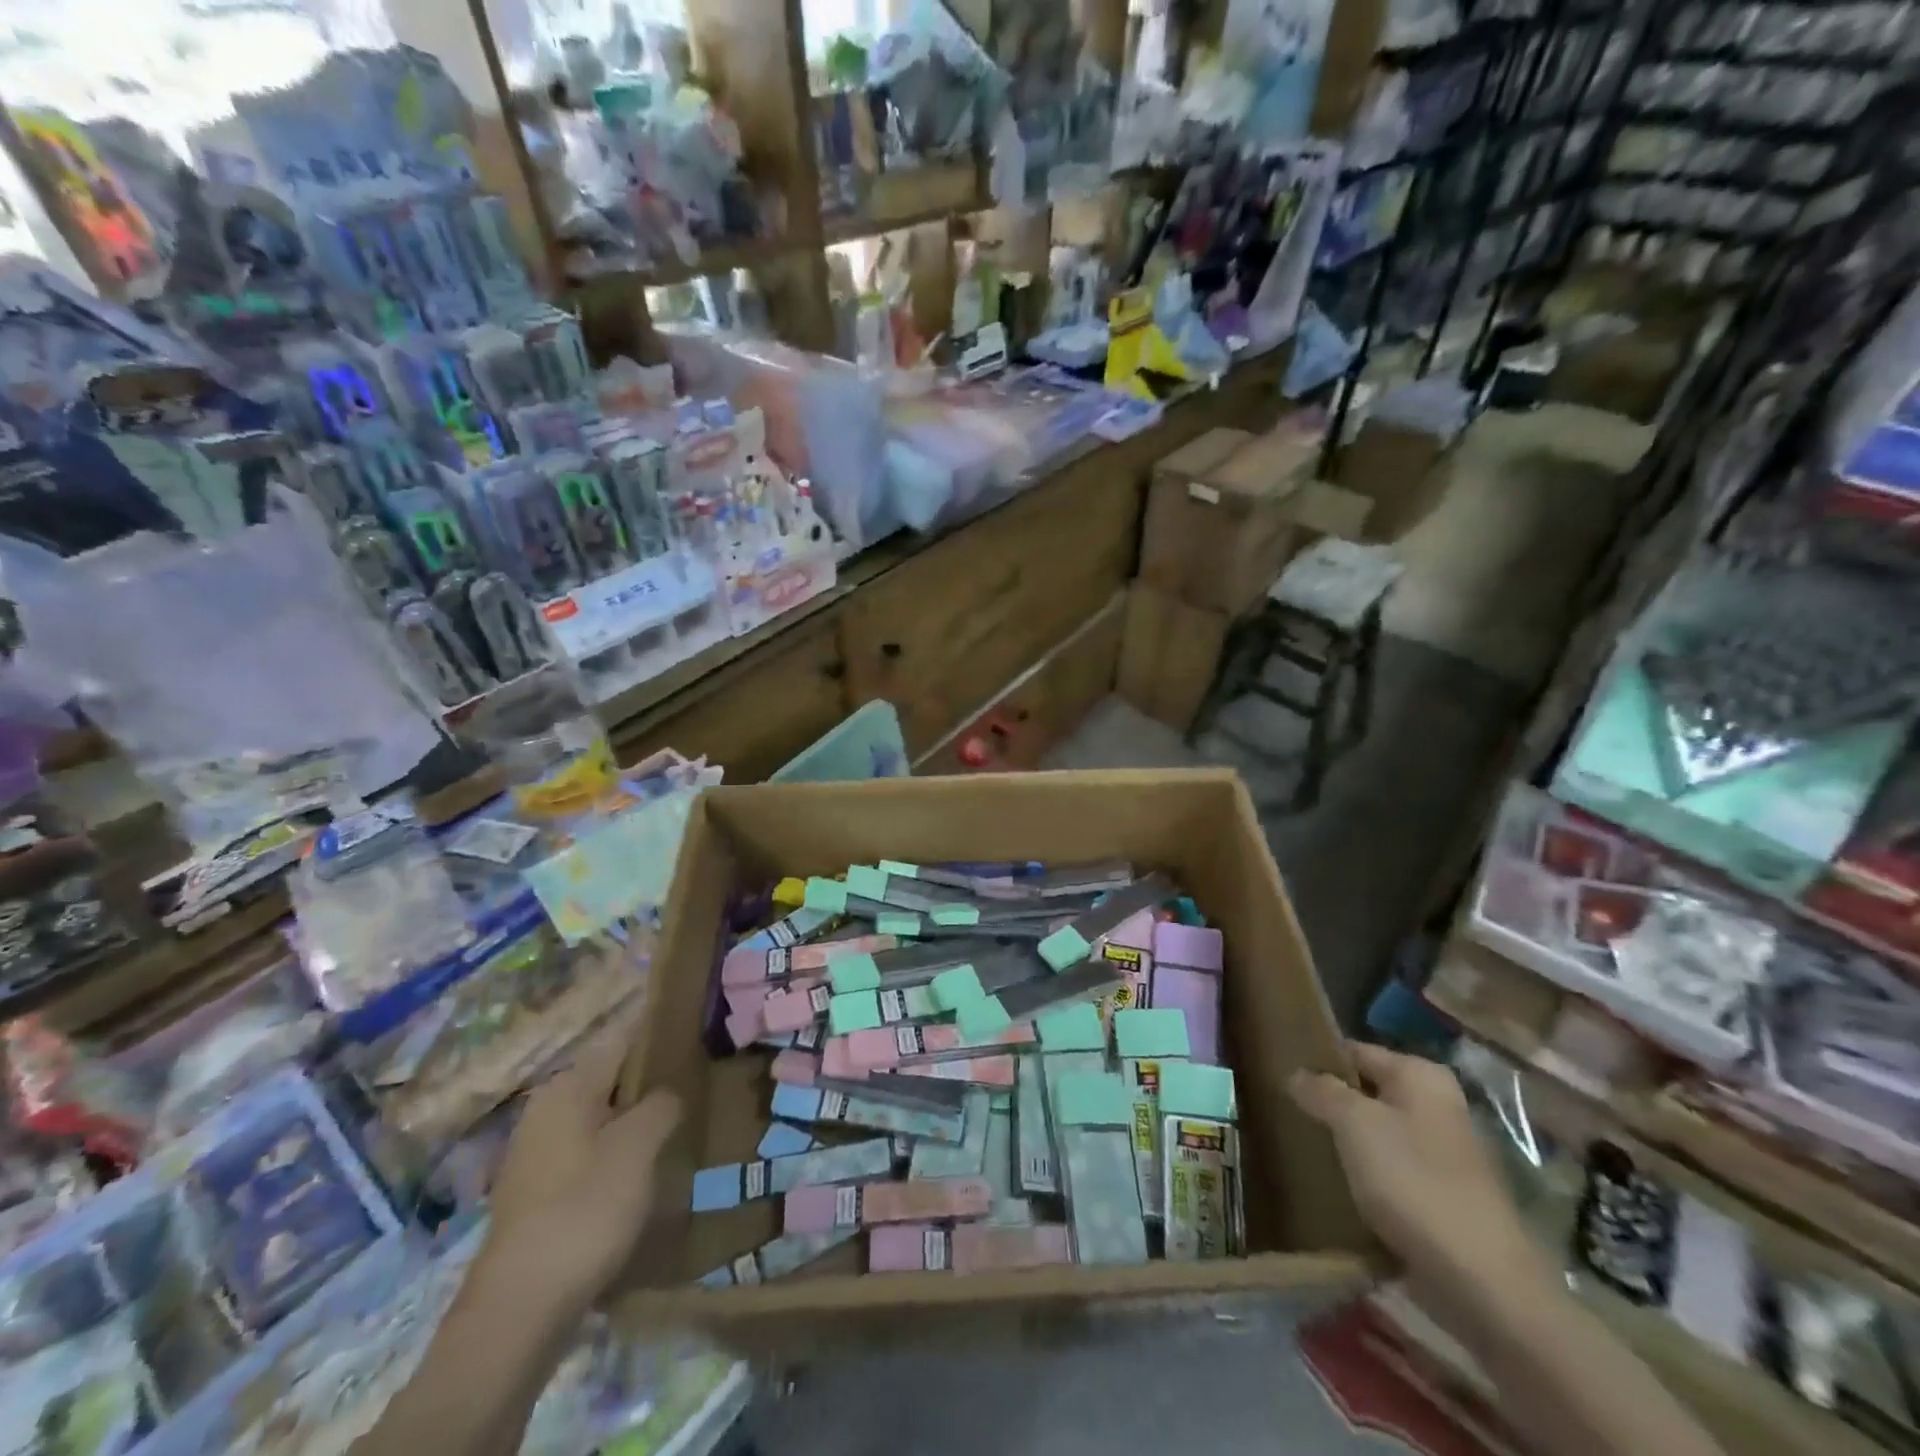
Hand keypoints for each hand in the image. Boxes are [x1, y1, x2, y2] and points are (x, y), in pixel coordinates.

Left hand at [480, 1027, 679, 1326]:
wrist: (519, 1309)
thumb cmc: (584, 1211)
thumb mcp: (639, 1147)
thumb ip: (662, 1104)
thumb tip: (669, 1093)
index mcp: (568, 1086)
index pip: (625, 1040)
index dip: (663, 1039)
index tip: (699, 1045)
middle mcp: (546, 1109)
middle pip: (612, 1080)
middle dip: (651, 1085)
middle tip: (697, 1092)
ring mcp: (536, 1153)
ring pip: (601, 1119)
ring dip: (636, 1123)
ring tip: (678, 1133)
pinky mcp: (537, 1192)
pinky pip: (588, 1154)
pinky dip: (616, 1156)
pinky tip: (642, 1176)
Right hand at [1291, 1042, 1550, 1326]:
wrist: (1483, 1283)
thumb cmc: (1414, 1183)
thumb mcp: (1354, 1124)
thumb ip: (1321, 1091)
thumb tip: (1296, 1073)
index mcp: (1421, 1076)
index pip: (1354, 1051)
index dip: (1316, 1059)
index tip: (1278, 1072)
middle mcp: (1436, 1106)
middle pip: (1366, 1093)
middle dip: (1328, 1103)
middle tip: (1282, 1109)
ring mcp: (1442, 1154)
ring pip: (1376, 1135)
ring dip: (1343, 1142)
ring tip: (1299, 1146)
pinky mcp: (1440, 1197)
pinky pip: (1388, 1172)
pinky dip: (1363, 1176)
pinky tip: (1332, 1186)